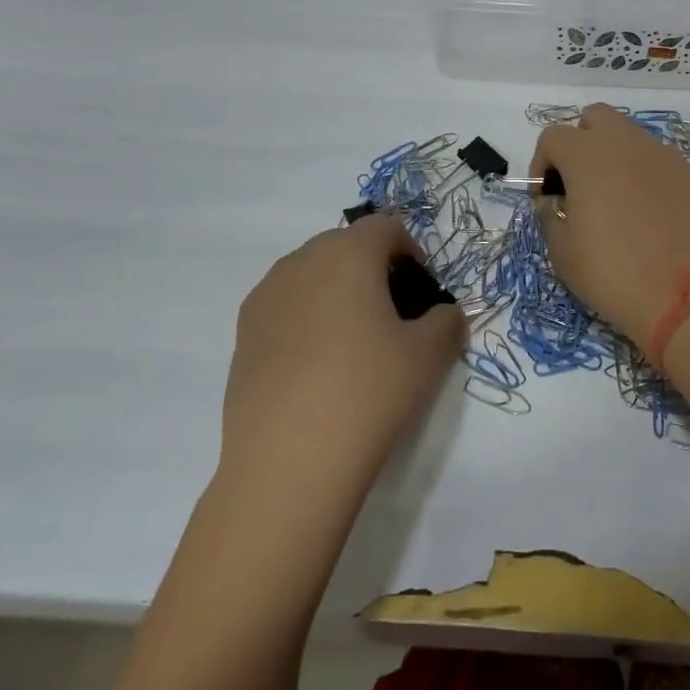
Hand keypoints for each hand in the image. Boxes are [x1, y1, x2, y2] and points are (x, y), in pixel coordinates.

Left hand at [220, 215, 464, 468]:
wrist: (288, 463)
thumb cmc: (369, 392)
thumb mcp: (429, 356)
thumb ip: (447, 321)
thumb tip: (444, 314)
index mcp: (348, 254)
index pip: (385, 226)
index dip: (411, 250)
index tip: (422, 292)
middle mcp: (301, 262)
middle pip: (345, 244)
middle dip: (373, 267)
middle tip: (393, 314)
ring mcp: (265, 297)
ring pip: (311, 272)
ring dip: (337, 289)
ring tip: (354, 340)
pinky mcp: (243, 334)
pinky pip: (285, 304)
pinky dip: (307, 316)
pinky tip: (318, 364)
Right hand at [531, 104, 689, 345]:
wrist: (685, 298)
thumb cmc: (612, 273)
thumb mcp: (562, 252)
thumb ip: (549, 215)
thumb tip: (554, 201)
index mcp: (588, 156)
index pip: (553, 136)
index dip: (541, 164)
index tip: (546, 199)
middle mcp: (627, 143)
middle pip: (595, 118)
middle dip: (580, 142)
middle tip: (579, 184)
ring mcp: (664, 156)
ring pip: (630, 137)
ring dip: (614, 156)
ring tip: (615, 200)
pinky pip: (658, 161)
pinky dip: (644, 175)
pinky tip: (648, 214)